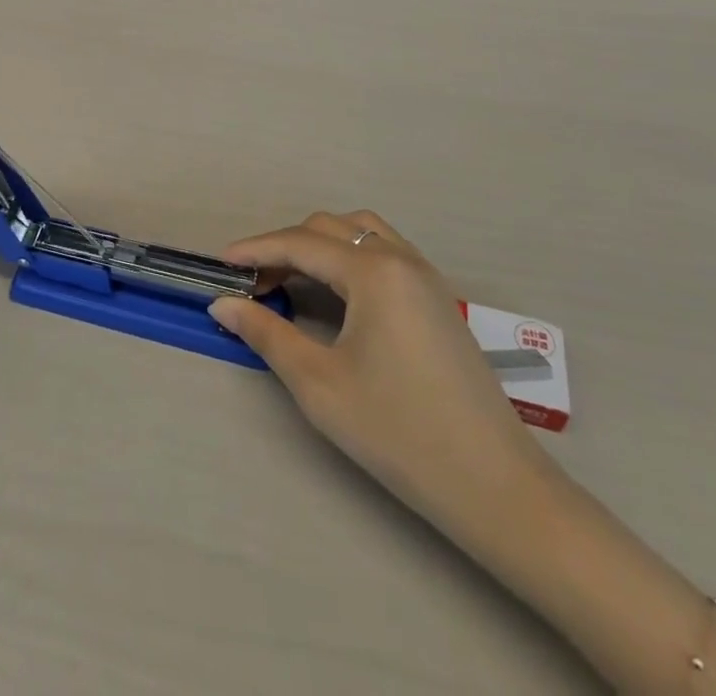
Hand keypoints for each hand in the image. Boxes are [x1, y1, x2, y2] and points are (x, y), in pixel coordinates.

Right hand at [209, 212, 558, 544]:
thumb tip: (224, 304)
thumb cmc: (400, 432)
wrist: (495, 486)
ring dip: (319, 245)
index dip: (255, 250)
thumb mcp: (320, 385)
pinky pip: (384, 251)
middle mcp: (401, 258)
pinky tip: (337, 292)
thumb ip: (267, 334)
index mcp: (373, 271)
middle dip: (284, 247)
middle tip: (253, 284)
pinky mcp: (438, 299)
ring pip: (360, 232)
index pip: (300, 243)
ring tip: (292, 279)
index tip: (220, 263)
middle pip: (329, 229)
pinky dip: (349, 256)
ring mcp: (426, 276)